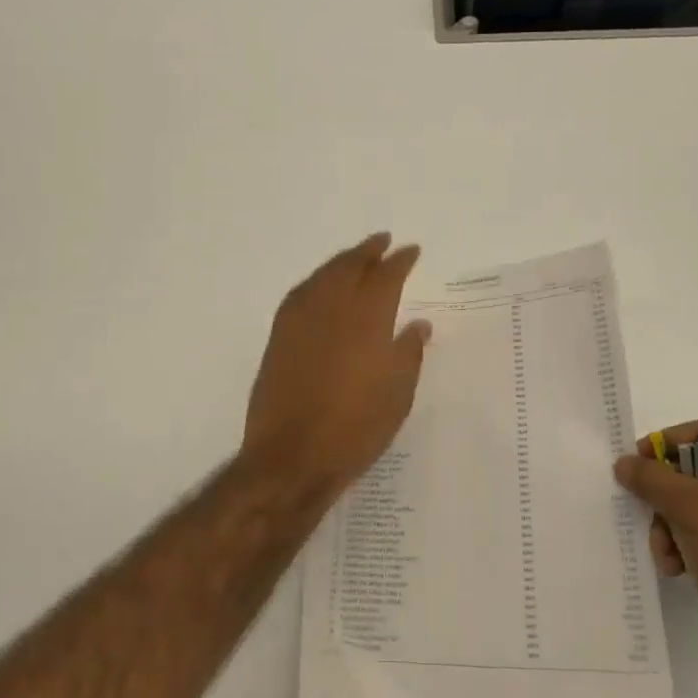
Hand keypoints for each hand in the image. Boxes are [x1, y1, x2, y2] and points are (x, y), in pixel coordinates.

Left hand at [242, 233, 431, 497]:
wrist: (292, 456)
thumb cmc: (355, 429)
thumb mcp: (397, 396)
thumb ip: (409, 354)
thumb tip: (418, 325)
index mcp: (367, 320)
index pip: (386, 277)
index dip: (400, 261)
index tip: (411, 251)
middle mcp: (332, 309)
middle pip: (350, 267)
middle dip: (368, 251)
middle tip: (382, 241)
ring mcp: (301, 321)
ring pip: (322, 276)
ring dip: (341, 261)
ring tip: (354, 257)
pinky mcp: (279, 336)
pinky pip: (300, 293)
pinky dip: (315, 281)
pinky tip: (320, 285)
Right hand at [613, 421, 697, 681]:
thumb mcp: (687, 504)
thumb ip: (649, 477)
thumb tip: (623, 463)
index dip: (669, 441)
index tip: (640, 461)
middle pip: (687, 471)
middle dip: (661, 495)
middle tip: (646, 508)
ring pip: (684, 506)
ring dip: (665, 526)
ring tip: (665, 551)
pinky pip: (693, 535)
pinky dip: (677, 546)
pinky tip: (674, 567)